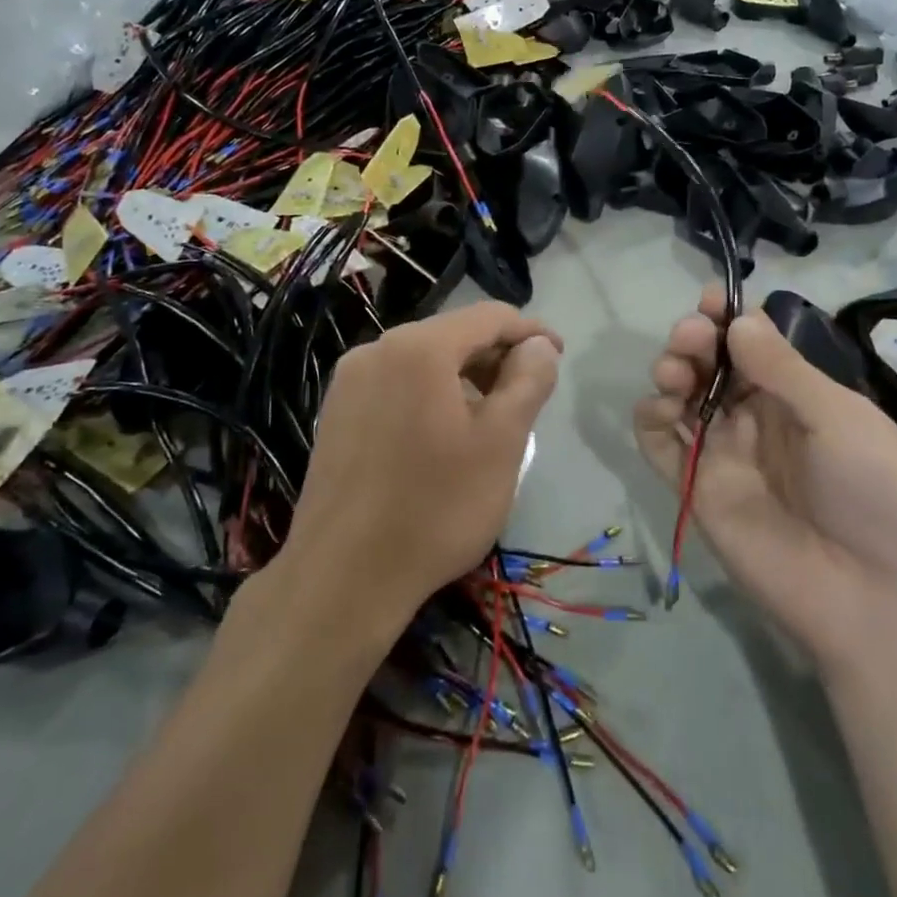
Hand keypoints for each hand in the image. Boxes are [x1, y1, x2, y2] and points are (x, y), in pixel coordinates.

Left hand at [285, 303, 560, 624]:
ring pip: (424, 360)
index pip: (489, 316)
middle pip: (453, 335)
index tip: (560, 356)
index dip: (531, 331)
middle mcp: (377, 349)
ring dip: (465, 377)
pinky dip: (431, 394)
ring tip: (491, 419)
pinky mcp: (336, 413)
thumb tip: (539, 345)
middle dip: (497, 356)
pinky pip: (397, 384)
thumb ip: (527, 381)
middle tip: (528, 395)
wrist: (341, 579)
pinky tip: (443, 436)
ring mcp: (349, 381)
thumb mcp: (501, 444)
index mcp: (419, 347)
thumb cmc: (435, 508)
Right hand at [634, 288, 896, 671]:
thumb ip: (782, 368)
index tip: (711, 300)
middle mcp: (755, 418)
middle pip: (709, 364)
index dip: (728, 318)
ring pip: (680, 397)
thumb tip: (739, 320)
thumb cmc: (876, 492)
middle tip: (693, 336)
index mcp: (796, 395)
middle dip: (694, 338)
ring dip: (670, 370)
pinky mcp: (697, 489)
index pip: (751, 343)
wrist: (878, 598)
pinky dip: (649, 419)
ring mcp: (724, 453)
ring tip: (676, 372)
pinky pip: (661, 446)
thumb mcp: (839, 418)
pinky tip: (660, 407)